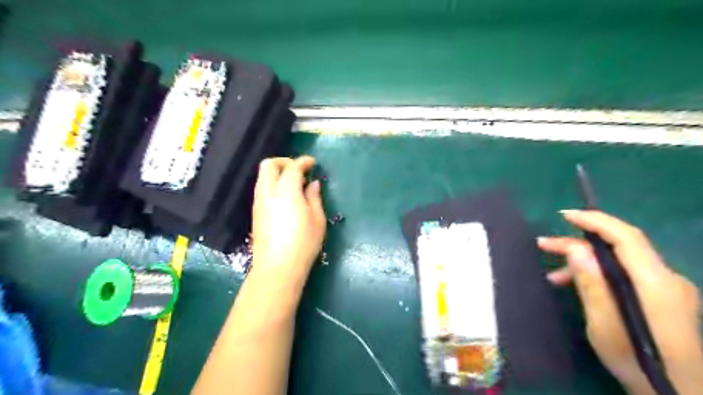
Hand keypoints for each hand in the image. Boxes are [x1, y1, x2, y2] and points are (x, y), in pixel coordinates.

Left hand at [251, 156, 328, 281]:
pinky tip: (286, 197)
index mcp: (286, 190)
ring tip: (294, 184)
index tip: (313, 163)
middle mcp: (268, 192)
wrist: (278, 267)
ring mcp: (259, 202)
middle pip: (269, 165)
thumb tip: (313, 184)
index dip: (303, 161)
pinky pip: (262, 189)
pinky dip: (273, 185)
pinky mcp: (255, 213)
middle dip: (284, 162)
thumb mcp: (317, 219)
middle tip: (299, 170)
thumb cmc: (303, 243)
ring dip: (277, 173)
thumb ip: (314, 197)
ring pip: (263, 177)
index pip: (292, 167)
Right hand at [540, 212, 702, 394]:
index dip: (595, 221)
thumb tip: (575, 249)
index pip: (626, 237)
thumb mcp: (605, 326)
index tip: (565, 215)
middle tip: (543, 245)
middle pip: (620, 246)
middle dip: (578, 242)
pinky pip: (625, 273)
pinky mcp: (663, 297)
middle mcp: (667, 279)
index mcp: (656, 283)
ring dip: (585, 260)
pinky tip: (577, 284)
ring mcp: (668, 288)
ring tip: (553, 273)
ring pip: (620, 260)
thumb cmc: (639, 363)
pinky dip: (599, 273)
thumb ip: (592, 284)